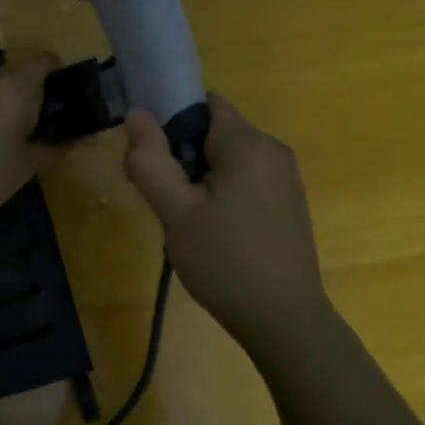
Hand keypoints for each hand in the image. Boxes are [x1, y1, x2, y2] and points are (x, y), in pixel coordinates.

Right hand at [123, 94, 330, 347]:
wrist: (284, 320)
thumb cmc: (225, 263)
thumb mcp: (176, 213)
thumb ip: (151, 161)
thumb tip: (136, 113)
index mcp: (248, 144)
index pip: (202, 103)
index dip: (170, 121)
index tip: (151, 157)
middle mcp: (273, 150)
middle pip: (214, 131)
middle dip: (182, 155)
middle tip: (164, 200)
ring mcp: (285, 177)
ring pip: (228, 159)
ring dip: (200, 178)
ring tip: (186, 222)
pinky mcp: (289, 202)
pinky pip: (246, 180)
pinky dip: (222, 193)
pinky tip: (214, 232)